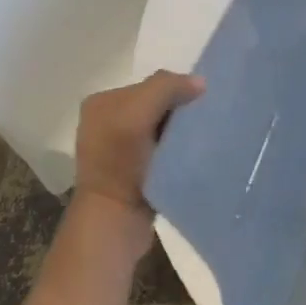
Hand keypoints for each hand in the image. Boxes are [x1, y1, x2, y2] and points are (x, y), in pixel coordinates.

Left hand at [72, 70, 203, 219]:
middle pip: (157, 105)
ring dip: (180, 133)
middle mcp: (106, 121)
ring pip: (162, 128)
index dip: (176, 90)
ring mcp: (119, 149)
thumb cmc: (121, 164)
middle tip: (204, 122)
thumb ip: (165, 88)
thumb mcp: (136, 114)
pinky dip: (177, 150)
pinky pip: (163, 149)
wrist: (114, 222)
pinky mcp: (134, 171)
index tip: (200, 105)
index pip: (150, 84)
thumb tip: (200, 82)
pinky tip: (189, 157)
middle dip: (179, 111)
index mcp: (101, 102)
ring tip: (199, 140)